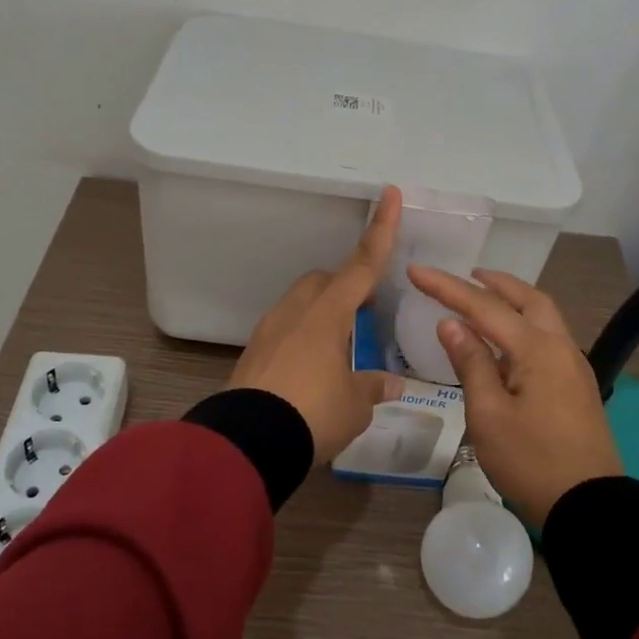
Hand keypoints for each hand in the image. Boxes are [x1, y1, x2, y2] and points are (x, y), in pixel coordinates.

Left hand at [231, 187, 404, 463]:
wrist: (246, 444)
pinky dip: (301, 339)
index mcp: (327, 315)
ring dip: (321, 315)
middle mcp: (296, 313)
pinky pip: (283, 331)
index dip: (381, 231)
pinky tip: (310, 372)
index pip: (362, 266)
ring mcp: (268, 332)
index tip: (389, 194)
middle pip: (322, 280)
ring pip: (300, 304)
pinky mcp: (251, 355)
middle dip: (344, 286)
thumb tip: (391, 383)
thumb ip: (372, 387)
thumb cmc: (312, 414)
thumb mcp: (354, 405)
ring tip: (338, 351)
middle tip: (363, 312)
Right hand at [405, 266, 621, 526]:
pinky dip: (523, 324)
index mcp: (537, 349)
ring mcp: (573, 367)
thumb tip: (451, 324)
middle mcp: (560, 347)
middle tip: (465, 275)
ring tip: (484, 300)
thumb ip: (471, 363)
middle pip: (528, 298)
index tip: (416, 270)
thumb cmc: (531, 461)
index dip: (447, 287)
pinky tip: (505, 343)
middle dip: (494, 283)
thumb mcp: (489, 415)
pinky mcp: (576, 386)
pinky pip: (548, 338)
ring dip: (513, 301)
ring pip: (543, 316)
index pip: (484, 307)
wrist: (590, 508)